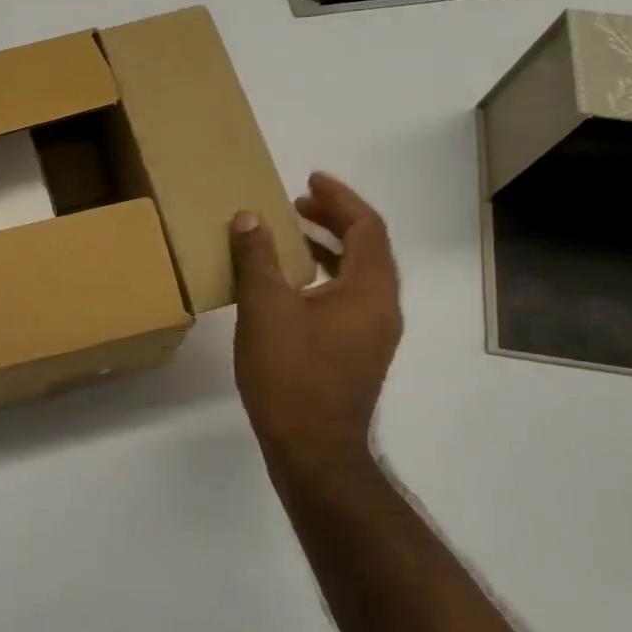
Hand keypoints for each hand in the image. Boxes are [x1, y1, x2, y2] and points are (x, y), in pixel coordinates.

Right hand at [229, 172, 401, 480]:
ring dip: (328, 250)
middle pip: (367, 249)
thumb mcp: (265, 309)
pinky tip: (290, 289)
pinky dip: (324, 279)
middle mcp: (382, 308)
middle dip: (333, 220)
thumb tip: (250, 218)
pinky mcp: (357, 355)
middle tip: (297, 205)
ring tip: (291, 237)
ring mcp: (372, 335)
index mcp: (369, 290)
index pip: (366, 227)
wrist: (313, 450)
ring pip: (358, 276)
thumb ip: (257, 258)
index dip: (339, 198)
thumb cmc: (291, 375)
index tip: (309, 181)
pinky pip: (348, 300)